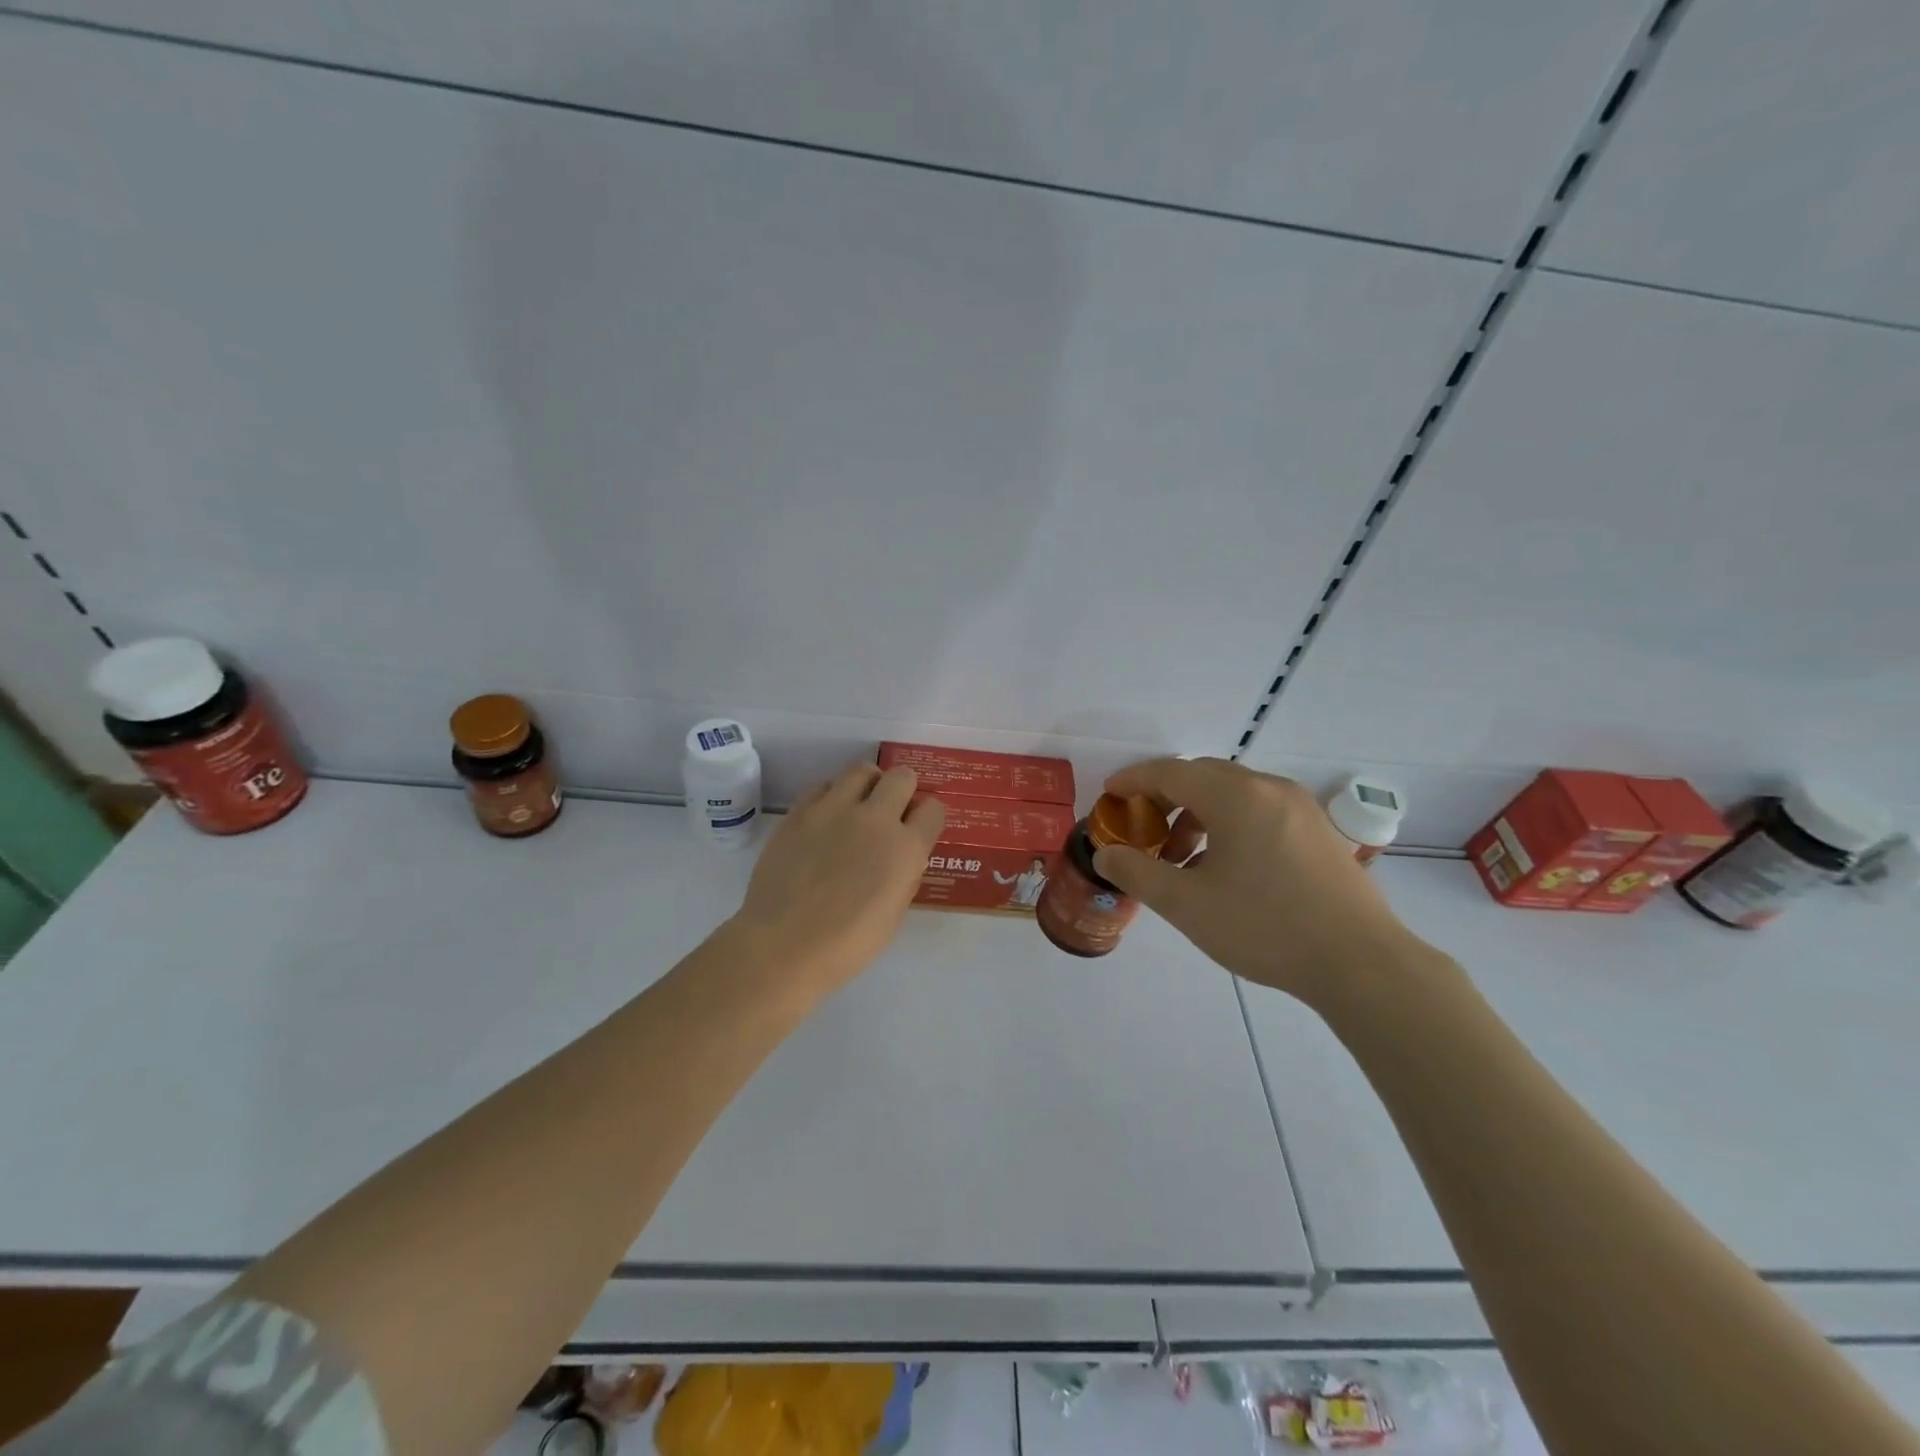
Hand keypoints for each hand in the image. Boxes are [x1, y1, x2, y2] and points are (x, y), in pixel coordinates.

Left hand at [727, 763, 945, 995]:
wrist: (784, 945)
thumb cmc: (847, 944)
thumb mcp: (894, 912)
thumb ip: (903, 873)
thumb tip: (899, 854)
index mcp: (906, 848)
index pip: (933, 808)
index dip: (927, 817)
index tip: (917, 828)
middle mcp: (875, 818)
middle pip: (901, 776)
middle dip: (902, 790)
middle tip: (890, 811)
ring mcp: (834, 809)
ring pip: (861, 770)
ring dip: (867, 785)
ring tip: (857, 807)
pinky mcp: (800, 811)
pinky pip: (823, 786)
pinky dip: (831, 796)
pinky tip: (825, 820)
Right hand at [1092, 757, 1430, 1007]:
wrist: (1361, 964)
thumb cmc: (1266, 927)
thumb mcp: (1187, 905)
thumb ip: (1138, 873)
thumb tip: (1106, 854)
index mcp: (1236, 796)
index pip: (1171, 772)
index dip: (1134, 780)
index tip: (1109, 795)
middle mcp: (1269, 788)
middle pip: (1202, 776)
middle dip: (1164, 798)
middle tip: (1140, 829)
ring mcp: (1299, 807)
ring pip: (1233, 794)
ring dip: (1197, 814)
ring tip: (1181, 859)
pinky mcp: (1318, 831)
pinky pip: (1259, 810)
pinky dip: (1228, 824)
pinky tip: (1224, 868)